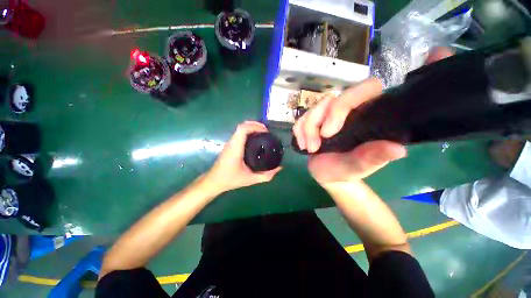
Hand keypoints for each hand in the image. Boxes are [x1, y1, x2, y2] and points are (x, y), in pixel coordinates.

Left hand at [205, 121, 281, 192]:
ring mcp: (229, 143)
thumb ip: (266, 175)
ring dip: (252, 127)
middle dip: (255, 125)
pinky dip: (248, 132)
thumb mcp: (251, 179)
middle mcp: (232, 143)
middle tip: (266, 131)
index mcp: (236, 148)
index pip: (243, 129)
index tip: (266, 131)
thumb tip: (279, 168)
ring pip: (240, 128)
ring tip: (263, 133)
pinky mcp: (230, 145)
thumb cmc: (230, 179)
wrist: (214, 181)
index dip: (255, 126)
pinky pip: (239, 133)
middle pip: (242, 126)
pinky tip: (255, 139)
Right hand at [293, 79, 405, 183]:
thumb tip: (398, 150)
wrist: (327, 175)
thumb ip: (372, 158)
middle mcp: (347, 111)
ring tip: (311, 149)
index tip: (330, 131)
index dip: (345, 102)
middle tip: (315, 146)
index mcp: (366, 116)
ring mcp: (327, 116)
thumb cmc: (345, 171)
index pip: (367, 88)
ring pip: (312, 109)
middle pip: (329, 99)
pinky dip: (299, 132)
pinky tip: (304, 145)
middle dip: (316, 121)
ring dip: (306, 130)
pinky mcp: (312, 122)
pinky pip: (300, 119)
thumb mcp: (358, 168)